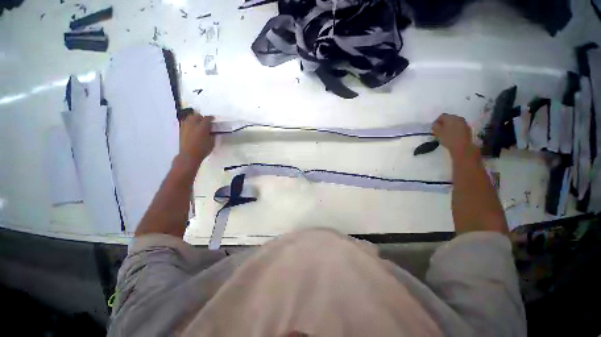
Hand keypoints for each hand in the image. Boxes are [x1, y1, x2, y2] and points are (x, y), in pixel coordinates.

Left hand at [179, 113, 213, 166]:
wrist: (189, 155)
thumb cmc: (202, 150)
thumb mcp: (212, 143)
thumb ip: (212, 136)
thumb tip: (211, 132)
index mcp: (203, 127)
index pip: (207, 118)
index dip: (211, 118)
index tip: (213, 119)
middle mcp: (193, 124)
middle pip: (197, 116)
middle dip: (202, 117)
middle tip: (205, 121)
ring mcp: (186, 126)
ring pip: (190, 118)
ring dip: (194, 119)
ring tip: (197, 123)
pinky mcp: (181, 130)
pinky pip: (185, 122)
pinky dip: (189, 122)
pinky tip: (191, 127)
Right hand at [432, 113, 475, 158]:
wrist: (462, 147)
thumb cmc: (448, 139)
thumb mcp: (439, 133)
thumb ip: (435, 127)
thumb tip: (435, 124)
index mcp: (450, 118)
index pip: (441, 116)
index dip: (436, 121)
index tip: (434, 127)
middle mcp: (458, 118)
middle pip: (449, 118)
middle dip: (444, 122)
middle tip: (439, 129)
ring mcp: (464, 123)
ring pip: (454, 121)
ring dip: (449, 125)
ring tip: (445, 132)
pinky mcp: (467, 128)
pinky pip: (459, 125)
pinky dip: (455, 128)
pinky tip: (452, 134)